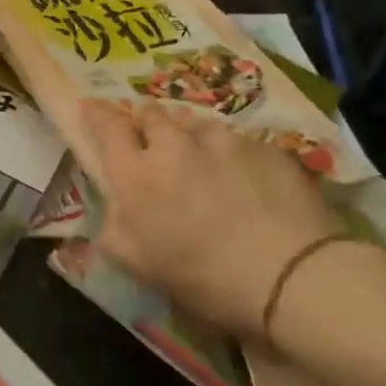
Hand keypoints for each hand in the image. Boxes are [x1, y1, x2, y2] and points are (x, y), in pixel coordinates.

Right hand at [80, 98, 357, 339]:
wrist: (294, 276)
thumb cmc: (205, 277)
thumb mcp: (139, 265)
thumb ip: (114, 228)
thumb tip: (114, 208)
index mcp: (136, 173)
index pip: (107, 125)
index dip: (97, 114)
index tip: (92, 108)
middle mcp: (174, 144)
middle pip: (152, 113)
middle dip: (146, 122)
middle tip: (154, 143)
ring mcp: (223, 140)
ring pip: (196, 124)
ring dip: (191, 137)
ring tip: (204, 163)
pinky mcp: (265, 147)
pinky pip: (239, 142)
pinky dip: (233, 156)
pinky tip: (248, 183)